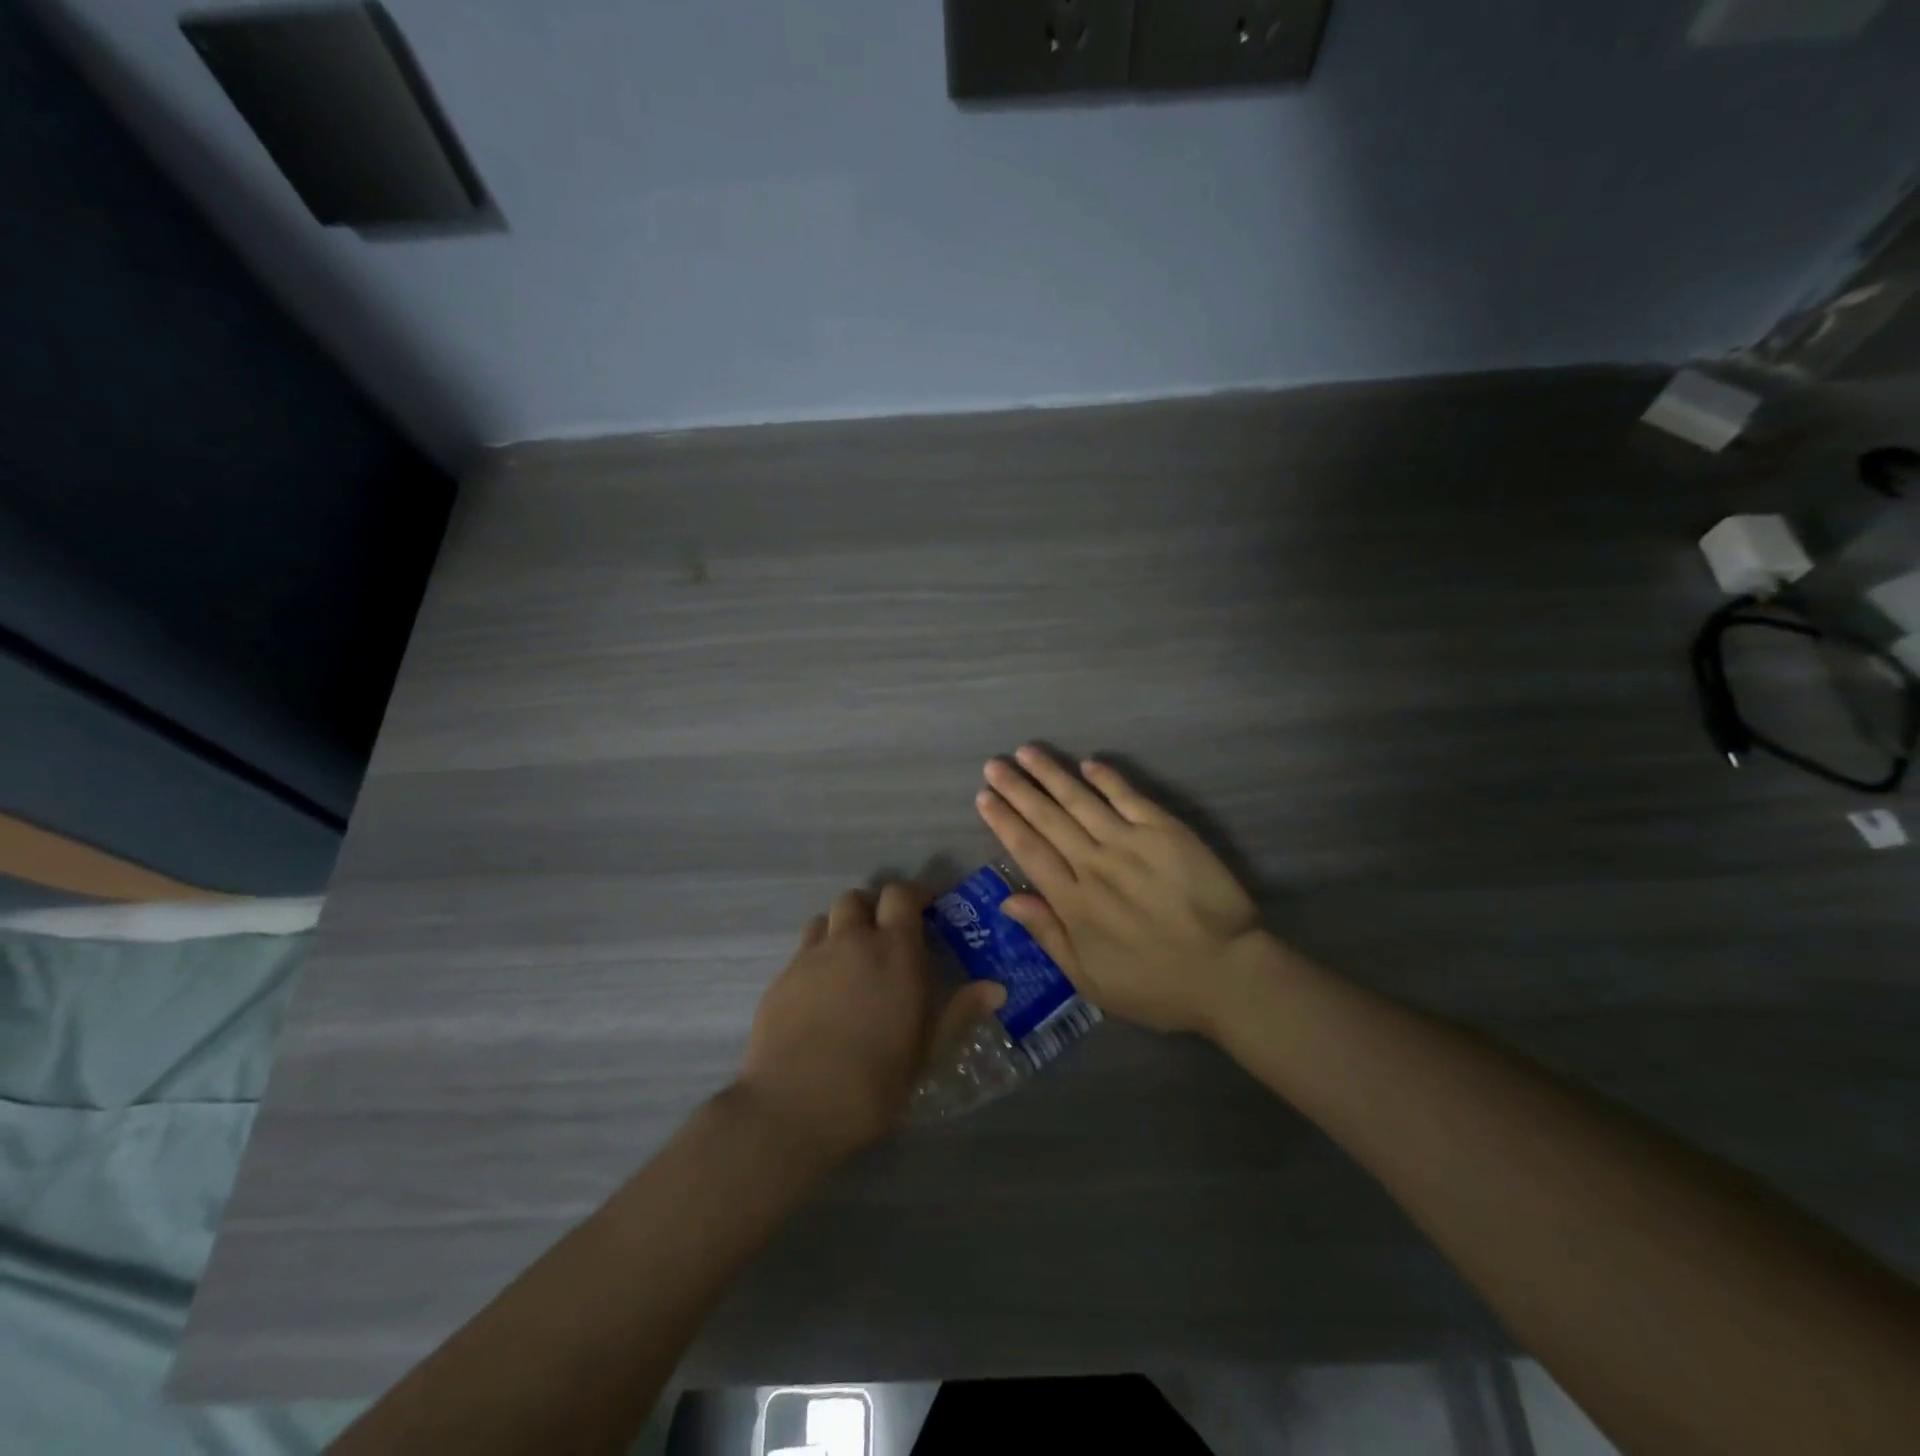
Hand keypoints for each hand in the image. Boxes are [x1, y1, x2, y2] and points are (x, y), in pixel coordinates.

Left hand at [735, 883, 999, 1160]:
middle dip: (873, 908)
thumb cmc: (873, 1082)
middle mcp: (852, 941)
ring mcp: (811, 956)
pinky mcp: (781, 977)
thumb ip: (959, 1013)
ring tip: (850, 958)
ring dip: (841, 927)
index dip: (912, 896)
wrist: (794, 1107)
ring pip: (826, 918)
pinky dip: (816, 955)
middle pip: (858, 898)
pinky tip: (821, 991)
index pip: (900, 895)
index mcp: (895, 952)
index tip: (924, 912)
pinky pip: (803, 949)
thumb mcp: (926, 1052)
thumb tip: (996, 988)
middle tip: (884, 936)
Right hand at [976, 746, 1268, 1037]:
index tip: (984, 797)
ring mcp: (1130, 843)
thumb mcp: (1090, 980)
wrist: (1228, 973)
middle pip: (1047, 818)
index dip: (1003, 821)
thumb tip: (1007, 899)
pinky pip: (1129, 797)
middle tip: (994, 764)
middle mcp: (1094, 864)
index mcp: (1073, 902)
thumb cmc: (1155, 986)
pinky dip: (1107, 778)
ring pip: (1081, 799)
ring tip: (1027, 752)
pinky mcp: (1165, 831)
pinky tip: (1088, 763)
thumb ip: (1048, 936)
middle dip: (1017, 789)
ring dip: (1051, 774)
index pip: (1028, 851)